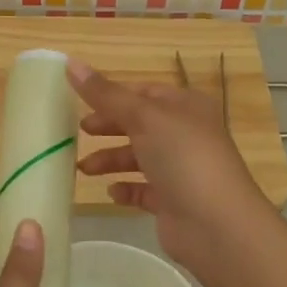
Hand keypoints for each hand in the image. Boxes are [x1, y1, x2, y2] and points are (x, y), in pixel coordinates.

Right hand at [68, 58, 274, 278]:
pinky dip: (126, 189)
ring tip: (83, 169)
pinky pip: (143, 190)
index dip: (113, 95)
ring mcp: (181, 170)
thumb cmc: (183, 158)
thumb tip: (71, 63)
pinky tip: (111, 192)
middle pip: (139, 124)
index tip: (79, 101)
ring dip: (110, 160)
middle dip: (108, 127)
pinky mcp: (173, 202)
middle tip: (78, 132)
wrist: (216, 224)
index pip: (144, 92)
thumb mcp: (143, 117)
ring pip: (138, 158)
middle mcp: (186, 134)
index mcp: (186, 106)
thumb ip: (106, 94)